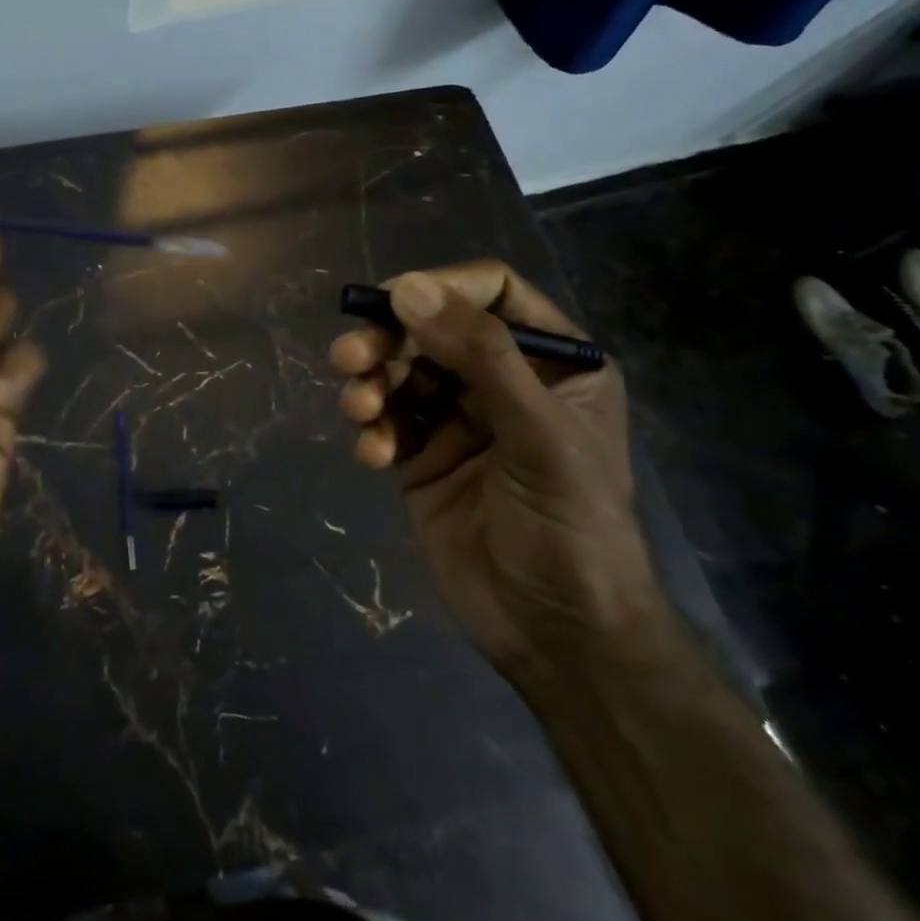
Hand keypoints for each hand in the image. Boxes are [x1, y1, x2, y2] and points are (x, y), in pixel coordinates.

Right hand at [330, 261, 664, 677]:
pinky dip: (372, 432)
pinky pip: (386, 424)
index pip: (492, 293)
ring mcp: (458, 421)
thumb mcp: (537, 432)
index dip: (441, 287)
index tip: (392, 300)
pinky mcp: (422, 459)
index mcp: (552, 363)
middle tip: (349, 356)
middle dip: (388, 340)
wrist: (555, 633)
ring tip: (359, 410)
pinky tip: (373, 457)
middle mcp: (502, 382)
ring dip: (371, 385)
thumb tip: (406, 288)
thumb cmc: (570, 526)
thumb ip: (479, 354)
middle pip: (432, 330)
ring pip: (400, 374)